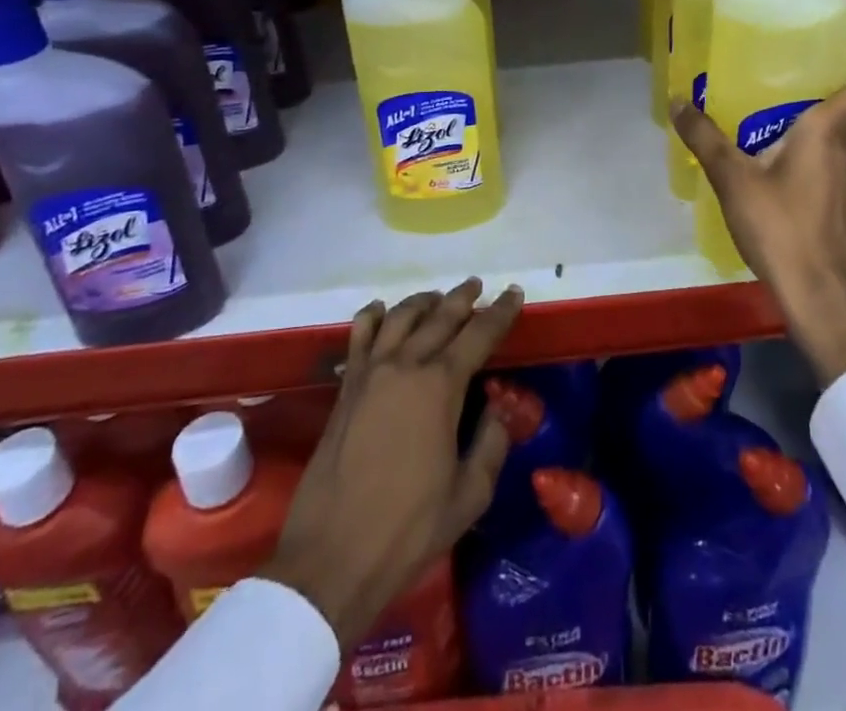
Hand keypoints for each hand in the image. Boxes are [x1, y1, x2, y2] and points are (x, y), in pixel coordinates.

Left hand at [267, 278, 522, 647]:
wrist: (332, 559)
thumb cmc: (409, 529)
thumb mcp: (470, 495)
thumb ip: (491, 444)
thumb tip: (498, 410)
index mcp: (441, 386)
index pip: (479, 334)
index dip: (500, 312)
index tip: (514, 293)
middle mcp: (406, 366)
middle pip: (440, 316)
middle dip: (463, 298)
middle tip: (477, 286)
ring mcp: (370, 373)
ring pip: (400, 317)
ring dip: (423, 302)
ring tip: (436, 297)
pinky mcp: (345, 389)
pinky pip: (359, 337)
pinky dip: (372, 316)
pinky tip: (380, 310)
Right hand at [672, 66, 845, 386]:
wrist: (811, 287)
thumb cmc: (778, 223)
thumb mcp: (732, 177)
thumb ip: (705, 137)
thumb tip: (678, 100)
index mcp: (829, 131)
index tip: (822, 54)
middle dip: (840, 87)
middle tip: (802, 75)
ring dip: (834, 115)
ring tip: (789, 103)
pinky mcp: (839, 197)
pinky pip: (840, 153)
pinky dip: (824, 141)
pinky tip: (785, 147)